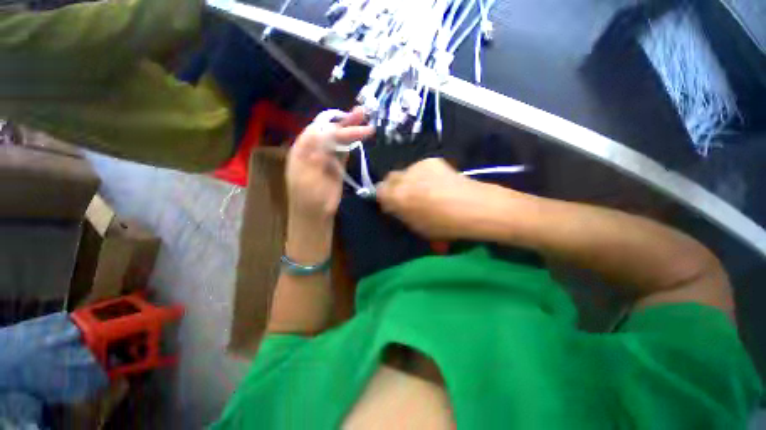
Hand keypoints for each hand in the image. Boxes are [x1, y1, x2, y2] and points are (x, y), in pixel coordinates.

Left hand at [286, 107, 374, 223]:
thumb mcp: (307, 180)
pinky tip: (360, 136)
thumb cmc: (308, 199)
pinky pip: (344, 150)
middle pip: (330, 132)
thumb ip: (314, 158)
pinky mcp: (337, 165)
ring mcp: (326, 157)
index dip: (331, 127)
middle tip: (362, 114)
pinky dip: (352, 143)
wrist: (315, 214)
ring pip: (339, 140)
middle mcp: (314, 150)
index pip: (316, 132)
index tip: (346, 127)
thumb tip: (321, 139)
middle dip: (345, 124)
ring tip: (365, 120)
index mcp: (301, 151)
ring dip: (351, 129)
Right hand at [376, 158, 485, 239]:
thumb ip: (400, 213)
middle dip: (394, 187)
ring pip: (405, 172)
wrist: (473, 207)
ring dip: (409, 180)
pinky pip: (420, 168)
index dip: (385, 198)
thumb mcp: (416, 227)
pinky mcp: (431, 160)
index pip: (378, 191)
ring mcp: (416, 166)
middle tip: (406, 196)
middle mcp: (402, 178)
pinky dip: (423, 175)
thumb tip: (395, 205)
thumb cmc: (443, 225)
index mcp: (396, 197)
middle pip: (389, 178)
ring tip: (425, 189)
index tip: (392, 204)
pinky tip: (437, 182)